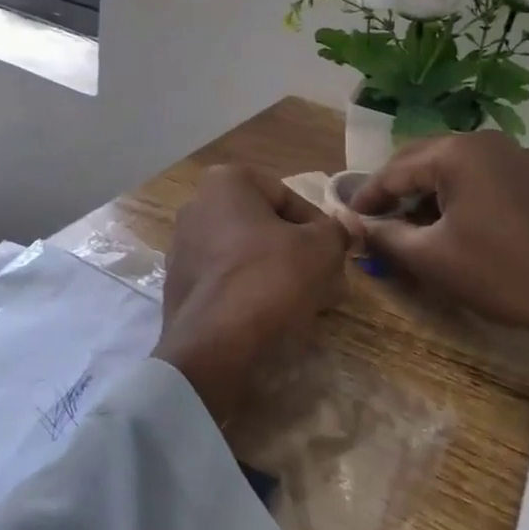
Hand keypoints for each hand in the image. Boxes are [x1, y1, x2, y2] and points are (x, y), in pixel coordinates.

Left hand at [158, 165, 350, 425]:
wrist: (214, 345)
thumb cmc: (269, 278)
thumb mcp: (321, 249)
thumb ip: (337, 232)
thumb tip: (349, 226)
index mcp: (225, 184)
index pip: (288, 197)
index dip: (320, 226)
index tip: (337, 252)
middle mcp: (197, 207)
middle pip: (266, 228)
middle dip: (301, 253)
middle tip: (330, 281)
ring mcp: (183, 249)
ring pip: (248, 256)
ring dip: (282, 274)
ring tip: (313, 304)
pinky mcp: (179, 288)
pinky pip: (228, 282)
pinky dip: (254, 293)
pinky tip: (279, 318)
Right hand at [349, 133, 528, 437]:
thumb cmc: (501, 273)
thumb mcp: (431, 258)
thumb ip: (383, 235)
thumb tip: (350, 223)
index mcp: (457, 151)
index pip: (395, 169)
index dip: (366, 196)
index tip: (345, 217)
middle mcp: (486, 141)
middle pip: (423, 161)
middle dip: (396, 192)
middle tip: (374, 222)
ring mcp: (516, 156)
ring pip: (453, 170)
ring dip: (426, 195)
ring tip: (409, 228)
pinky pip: (481, 178)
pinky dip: (457, 197)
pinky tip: (451, 226)